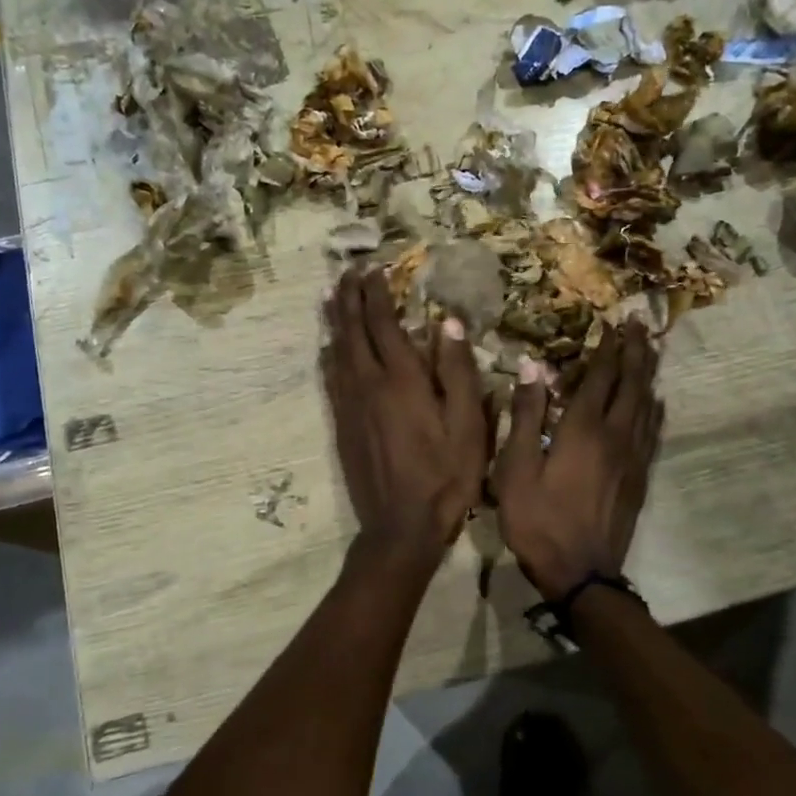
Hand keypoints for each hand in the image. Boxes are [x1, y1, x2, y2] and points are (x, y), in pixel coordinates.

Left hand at [321, 267, 489, 556]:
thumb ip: (457, 372)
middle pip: (352, 330)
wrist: (401, 526)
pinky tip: (328, 348)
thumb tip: (446, 322)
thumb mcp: (468, 425)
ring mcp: (350, 405)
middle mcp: (368, 384)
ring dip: (335, 320)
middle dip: (349, 297)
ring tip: (331, 296)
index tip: (373, 268)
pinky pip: (330, 378)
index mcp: (402, 380)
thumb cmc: (446, 476)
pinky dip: (329, 355)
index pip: (383, 323)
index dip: (376, 293)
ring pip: (336, 350)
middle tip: (346, 272)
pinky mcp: (341, 425)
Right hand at [495, 319, 663, 600]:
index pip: (599, 377)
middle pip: (631, 384)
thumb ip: (525, 416)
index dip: (606, 348)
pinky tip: (655, 401)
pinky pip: (652, 431)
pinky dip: (654, 409)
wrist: (580, 572)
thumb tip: (532, 367)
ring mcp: (632, 457)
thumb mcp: (516, 468)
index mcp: (583, 430)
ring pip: (646, 405)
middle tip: (640, 324)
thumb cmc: (538, 520)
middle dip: (635, 351)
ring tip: (650, 351)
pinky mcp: (639, 477)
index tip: (612, 323)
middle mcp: (615, 435)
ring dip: (647, 374)